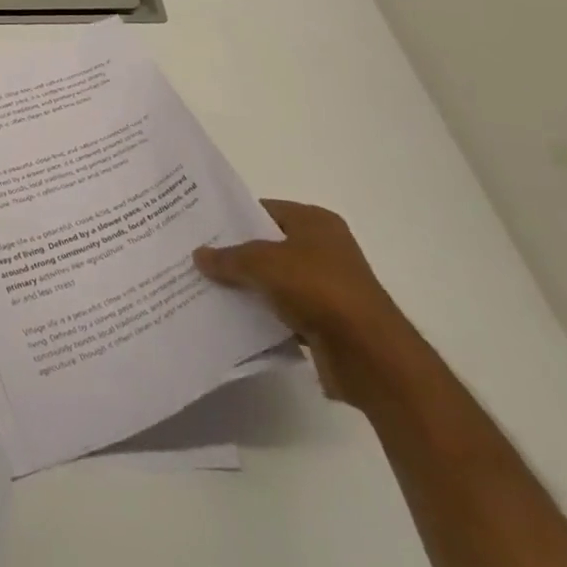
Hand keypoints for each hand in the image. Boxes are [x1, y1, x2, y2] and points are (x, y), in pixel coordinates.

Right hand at [193, 200, 420, 410]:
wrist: (370, 356)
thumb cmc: (319, 290)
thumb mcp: (263, 263)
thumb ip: (228, 257)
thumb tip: (198, 254)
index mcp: (315, 223)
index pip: (264, 210)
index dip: (232, 217)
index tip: (199, 225)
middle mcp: (324, 249)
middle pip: (268, 245)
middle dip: (235, 253)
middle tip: (196, 255)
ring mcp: (327, 286)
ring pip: (274, 280)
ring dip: (247, 286)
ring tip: (205, 286)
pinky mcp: (326, 321)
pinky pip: (283, 310)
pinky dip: (262, 313)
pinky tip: (232, 316)